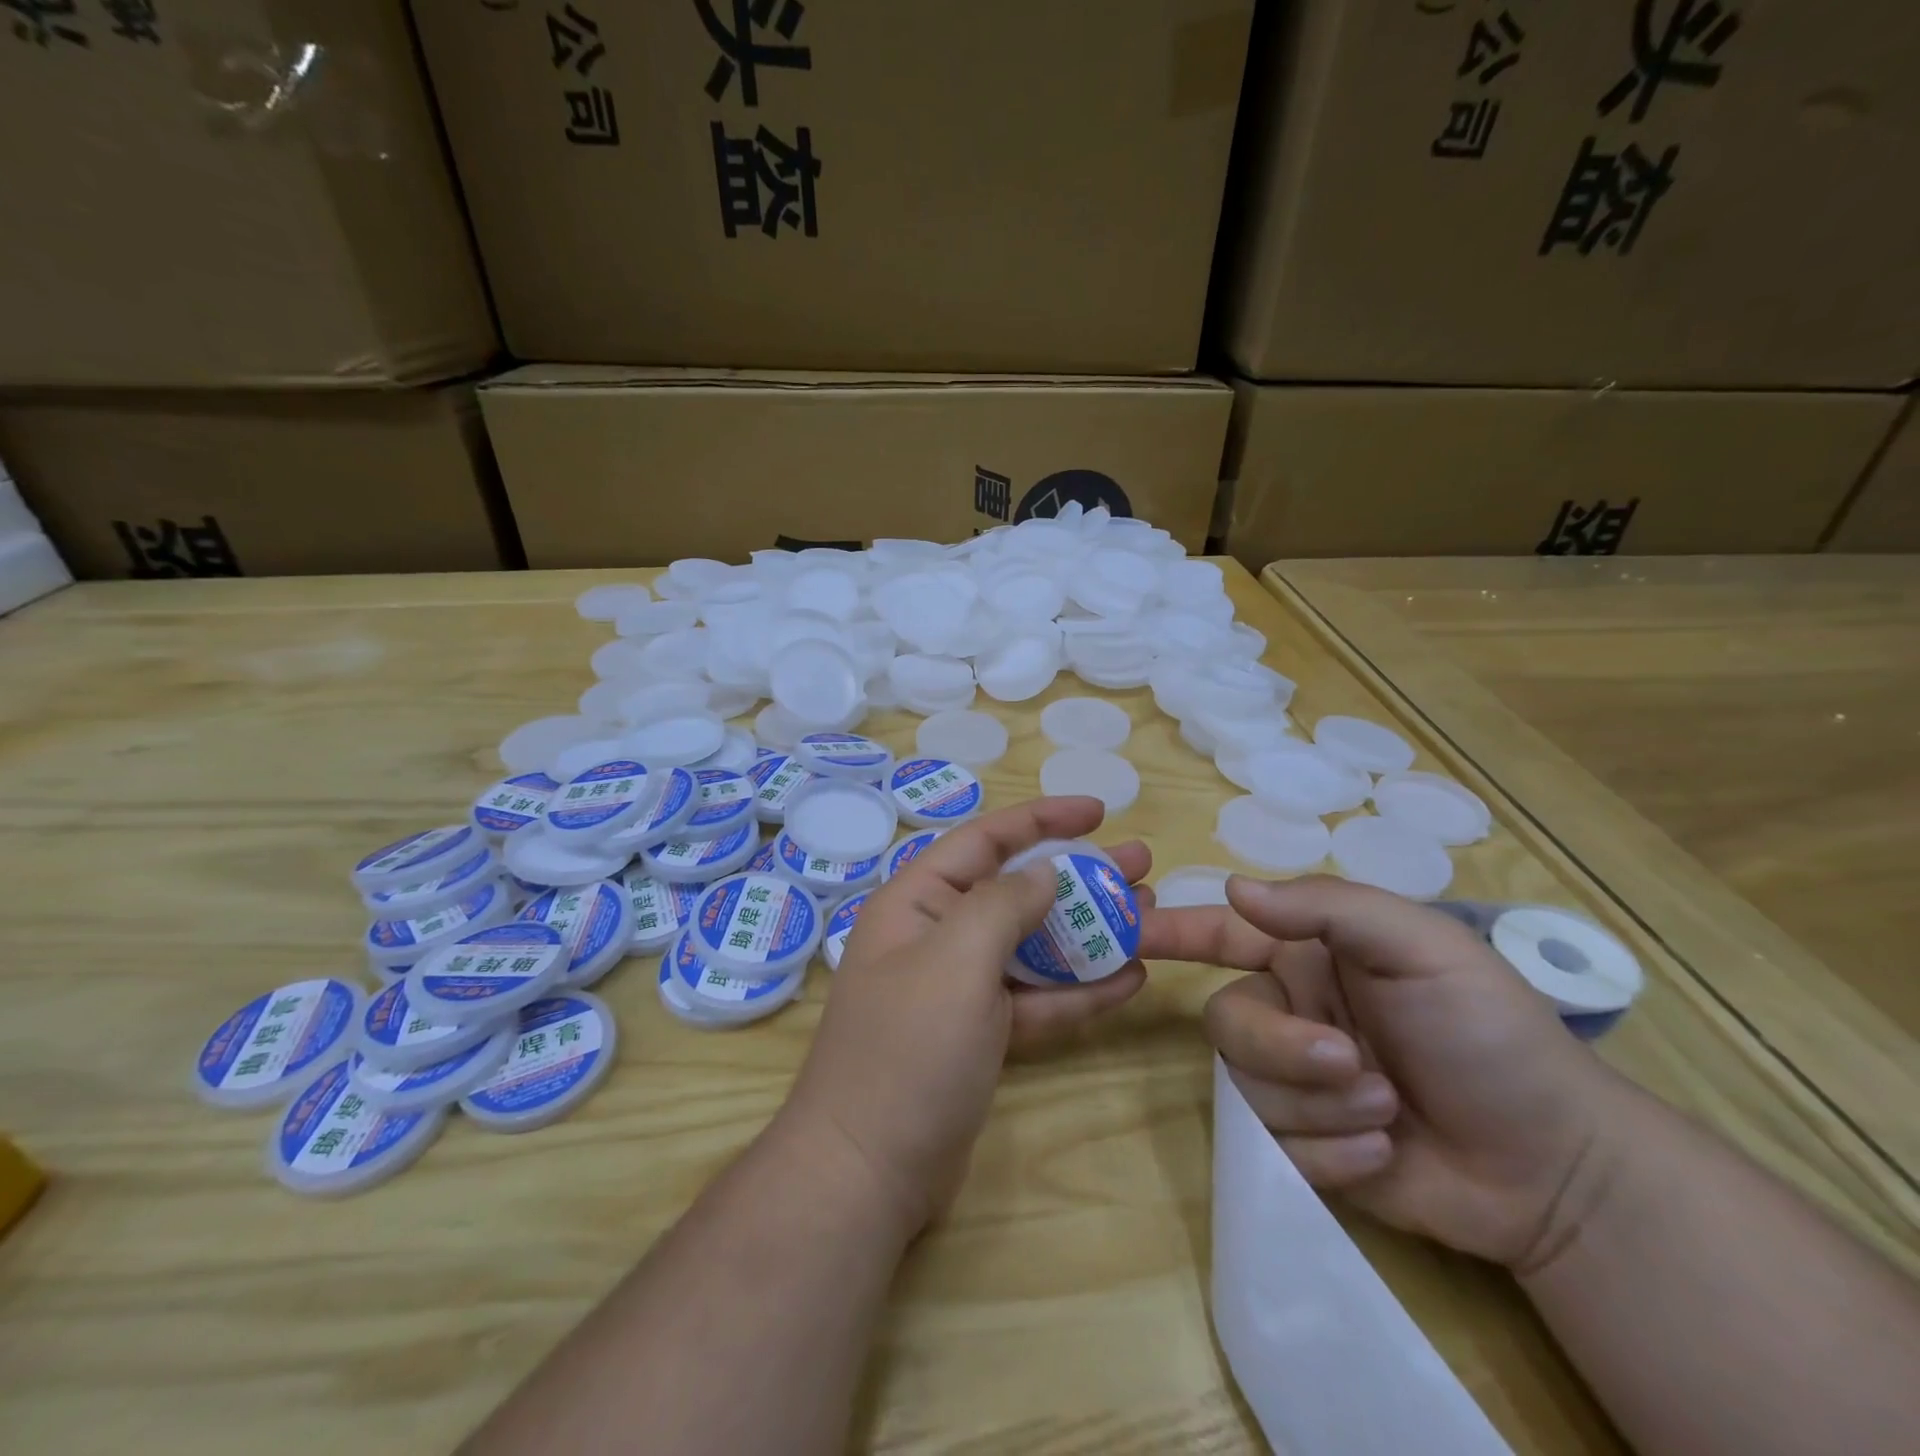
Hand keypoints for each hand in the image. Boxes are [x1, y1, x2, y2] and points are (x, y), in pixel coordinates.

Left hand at [781, 796, 1152, 1235]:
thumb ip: (1003, 904)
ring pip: (1033, 946)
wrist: (867, 1172)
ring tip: (1147, 915)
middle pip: (1017, 891)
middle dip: (1078, 876)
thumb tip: (1043, 872)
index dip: (1042, 819)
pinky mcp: (981, 1036)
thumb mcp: (956, 960)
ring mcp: (960, 989)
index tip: (1098, 812)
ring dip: (1087, 933)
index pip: (984, 840)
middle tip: (1141, 867)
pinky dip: (1078, 990)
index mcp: (916, 902)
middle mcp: (937, 936)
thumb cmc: (908, 1049)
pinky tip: (1129, 979)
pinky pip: (1036, 999)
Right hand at [1149, 875, 1625, 1269]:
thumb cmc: (1491, 1034)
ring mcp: (1296, 1083)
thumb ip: (1329, 908)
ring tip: (1388, 1112)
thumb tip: (1235, 889)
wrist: (1557, 1170)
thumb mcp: (1423, 948)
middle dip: (1286, 1050)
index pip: (1222, 933)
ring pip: (1249, 1088)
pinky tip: (1382, 1154)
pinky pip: (1275, 1148)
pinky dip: (1329, 1156)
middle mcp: (1291, 1012)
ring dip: (1320, 1106)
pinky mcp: (1305, 1148)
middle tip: (1353, 1066)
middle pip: (1229, 1023)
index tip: (1123, 932)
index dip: (1170, 930)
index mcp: (1310, 958)